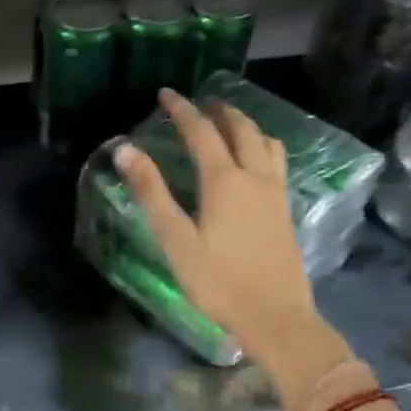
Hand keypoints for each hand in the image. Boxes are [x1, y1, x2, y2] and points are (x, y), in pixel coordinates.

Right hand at [115, 90, 353, 406]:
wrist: (275, 316)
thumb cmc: (218, 281)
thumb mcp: (176, 239)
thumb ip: (151, 192)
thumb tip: (125, 150)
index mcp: (224, 180)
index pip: (201, 131)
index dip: (182, 110)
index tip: (166, 94)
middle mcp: (254, 176)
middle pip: (240, 129)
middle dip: (219, 110)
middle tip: (199, 103)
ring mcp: (275, 192)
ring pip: (266, 142)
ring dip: (246, 125)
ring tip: (229, 123)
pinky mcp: (286, 209)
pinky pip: (277, 161)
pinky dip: (263, 145)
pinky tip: (256, 161)